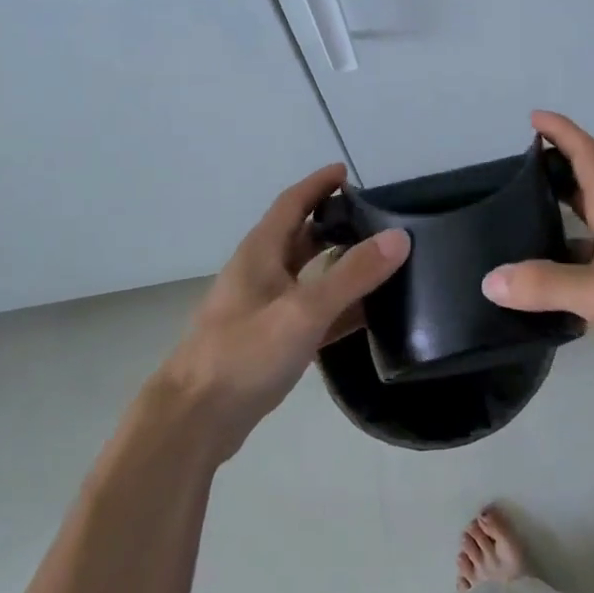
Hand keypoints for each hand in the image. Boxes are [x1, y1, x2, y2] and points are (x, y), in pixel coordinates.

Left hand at [152, 165, 408, 458]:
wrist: (194, 420)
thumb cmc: (243, 354)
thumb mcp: (303, 310)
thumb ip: (352, 275)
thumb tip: (399, 237)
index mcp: (260, 253)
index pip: (292, 202)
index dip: (319, 184)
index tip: (348, 172)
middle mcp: (260, 273)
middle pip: (301, 236)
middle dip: (335, 223)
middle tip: (377, 220)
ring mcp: (263, 309)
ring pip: (307, 275)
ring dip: (338, 265)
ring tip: (380, 262)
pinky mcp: (269, 342)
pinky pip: (311, 312)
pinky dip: (337, 307)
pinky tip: (366, 315)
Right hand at [482, 112, 593, 385]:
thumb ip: (545, 284)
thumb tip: (490, 280)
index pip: (586, 154)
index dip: (561, 132)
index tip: (533, 118)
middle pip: (583, 188)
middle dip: (551, 175)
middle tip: (512, 178)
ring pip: (585, 231)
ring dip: (555, 225)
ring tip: (514, 234)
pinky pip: (590, 269)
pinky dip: (566, 270)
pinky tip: (542, 292)